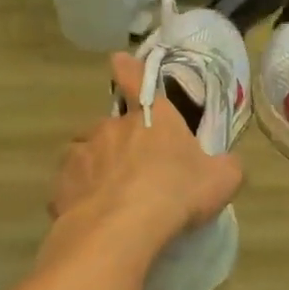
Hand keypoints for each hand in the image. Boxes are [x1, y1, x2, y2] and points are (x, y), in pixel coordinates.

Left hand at [47, 53, 242, 256]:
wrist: (122, 228)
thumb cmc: (177, 194)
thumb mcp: (222, 180)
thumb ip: (225, 166)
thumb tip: (226, 163)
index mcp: (153, 116)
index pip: (137, 80)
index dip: (128, 70)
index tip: (118, 61)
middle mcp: (114, 125)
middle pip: (115, 126)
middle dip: (122, 143)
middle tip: (136, 172)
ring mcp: (84, 151)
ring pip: (89, 151)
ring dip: (98, 165)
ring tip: (111, 194)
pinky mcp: (63, 181)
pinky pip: (73, 182)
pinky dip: (81, 192)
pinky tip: (93, 212)